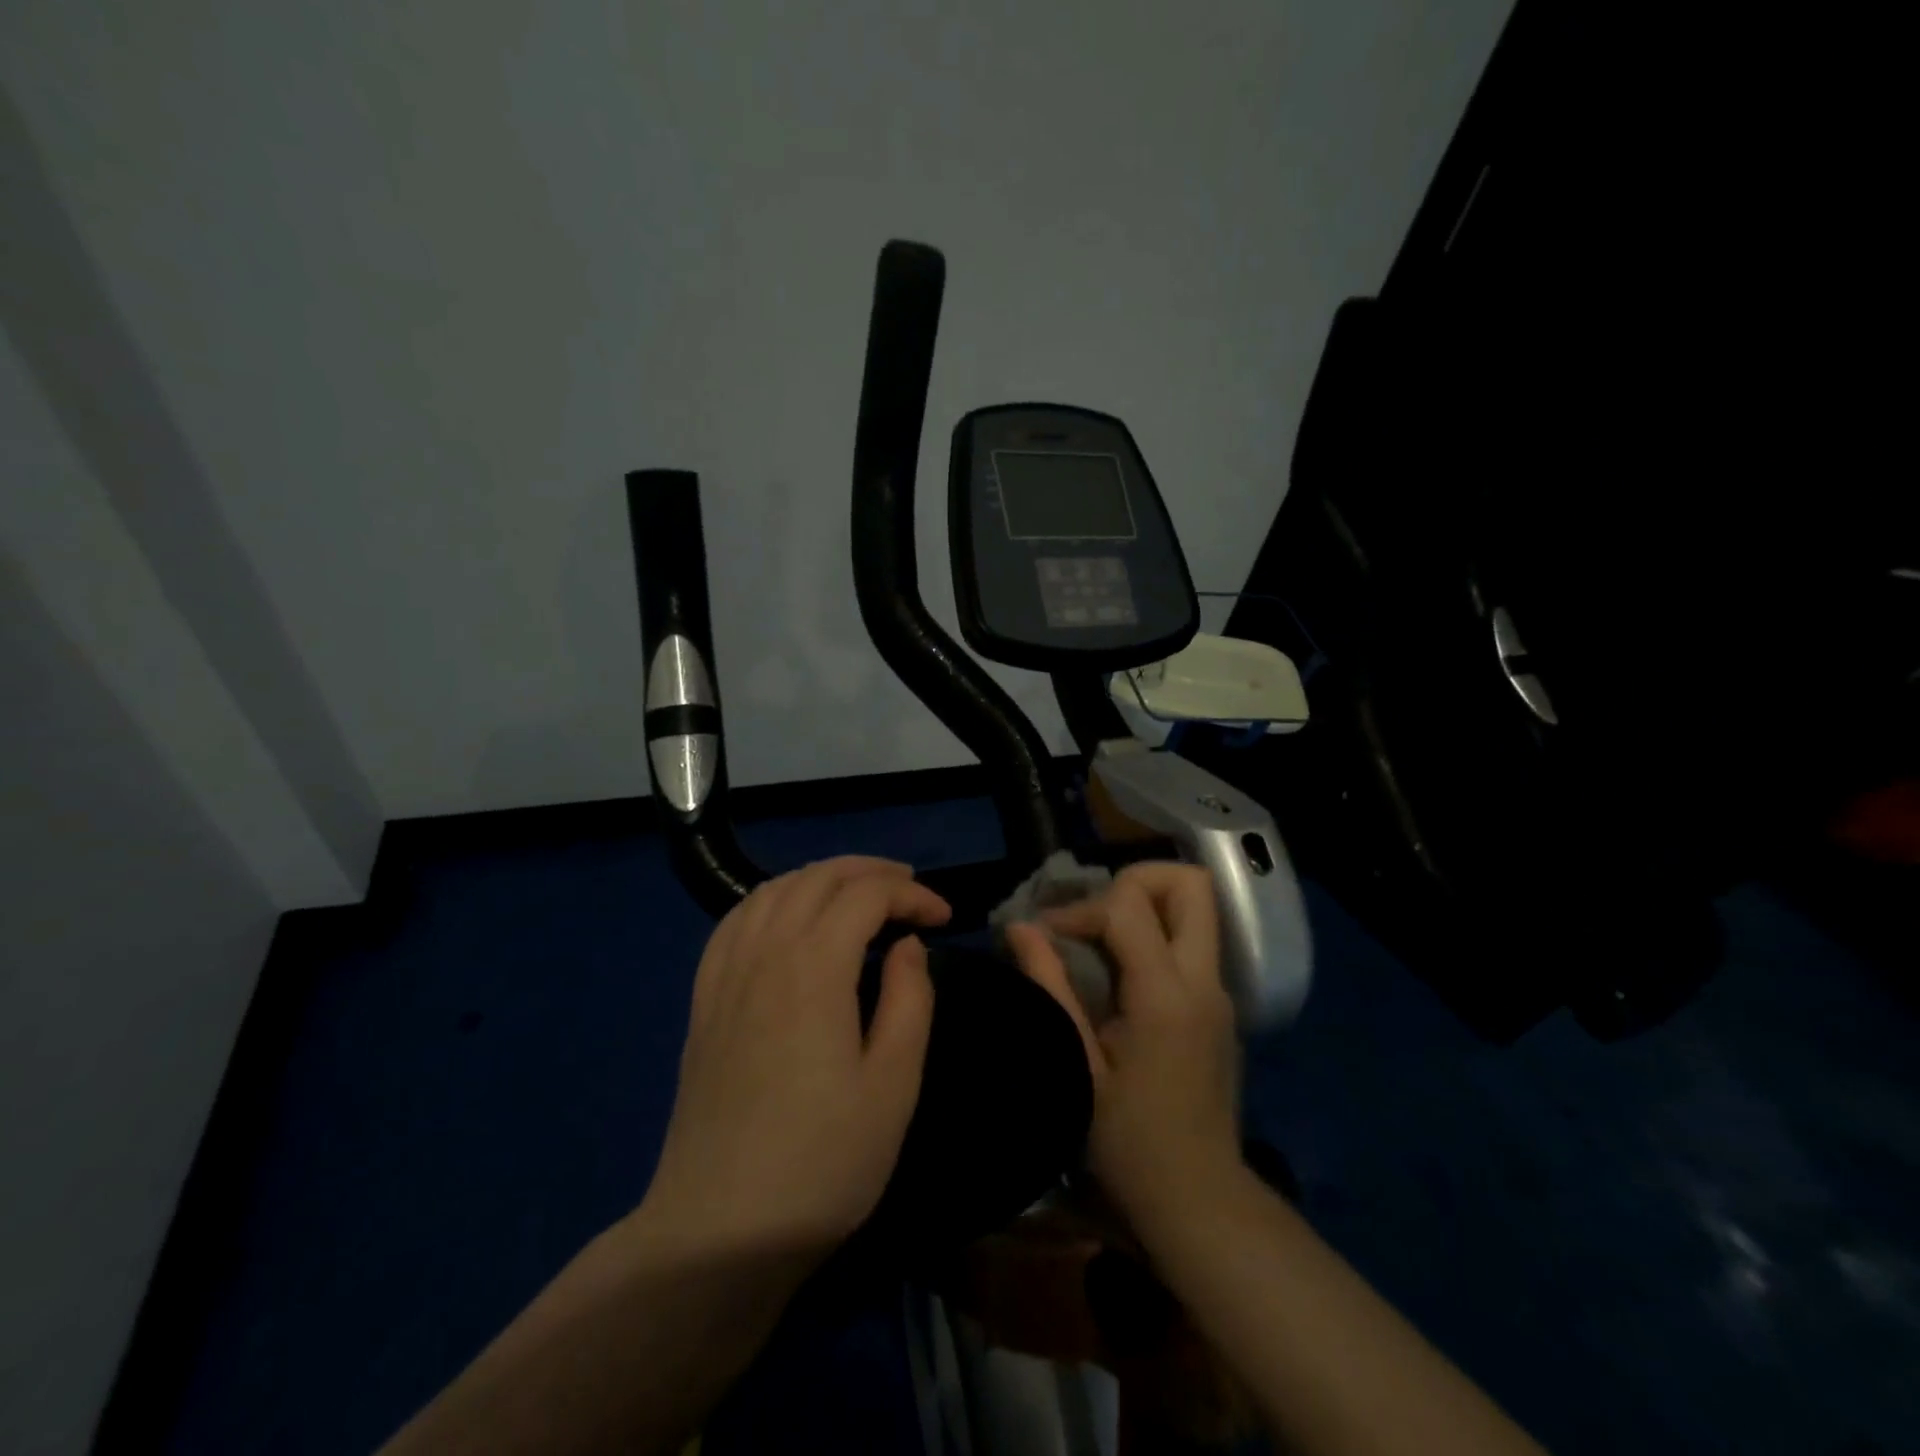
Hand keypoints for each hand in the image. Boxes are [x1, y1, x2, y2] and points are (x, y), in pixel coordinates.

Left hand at [638, 857, 949, 1261]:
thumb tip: (907, 946)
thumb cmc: (823, 1161)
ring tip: (857, 893)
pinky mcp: (704, 1000)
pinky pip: (735, 920)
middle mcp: (765, 953)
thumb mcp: (894, 1084)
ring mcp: (726, 974)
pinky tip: (788, 917)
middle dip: (870, 872)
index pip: (867, 896)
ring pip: (773, 889)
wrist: (719, 1230)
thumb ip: (910, 1000)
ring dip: (821, 878)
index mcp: (814, 968)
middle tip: (910, 891)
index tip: (945, 918)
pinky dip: (772, 899)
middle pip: (817, 878)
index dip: (912, 895)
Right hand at [1006, 863, 1241, 1230]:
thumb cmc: (1129, 1143)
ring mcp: (1219, 992)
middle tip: (1092, 912)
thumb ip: (1050, 987)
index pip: (1129, 906)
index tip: (1047, 936)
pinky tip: (1117, 970)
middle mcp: (1204, 982)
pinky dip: (1155, 933)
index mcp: (1167, 995)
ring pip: (1196, 908)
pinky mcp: (1220, 1006)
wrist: (1200, 1200)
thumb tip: (1020, 927)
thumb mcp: (1077, 1066)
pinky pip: (1191, 941)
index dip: (1080, 909)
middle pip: (1190, 884)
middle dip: (1135, 879)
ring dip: (1146, 905)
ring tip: (1098, 937)